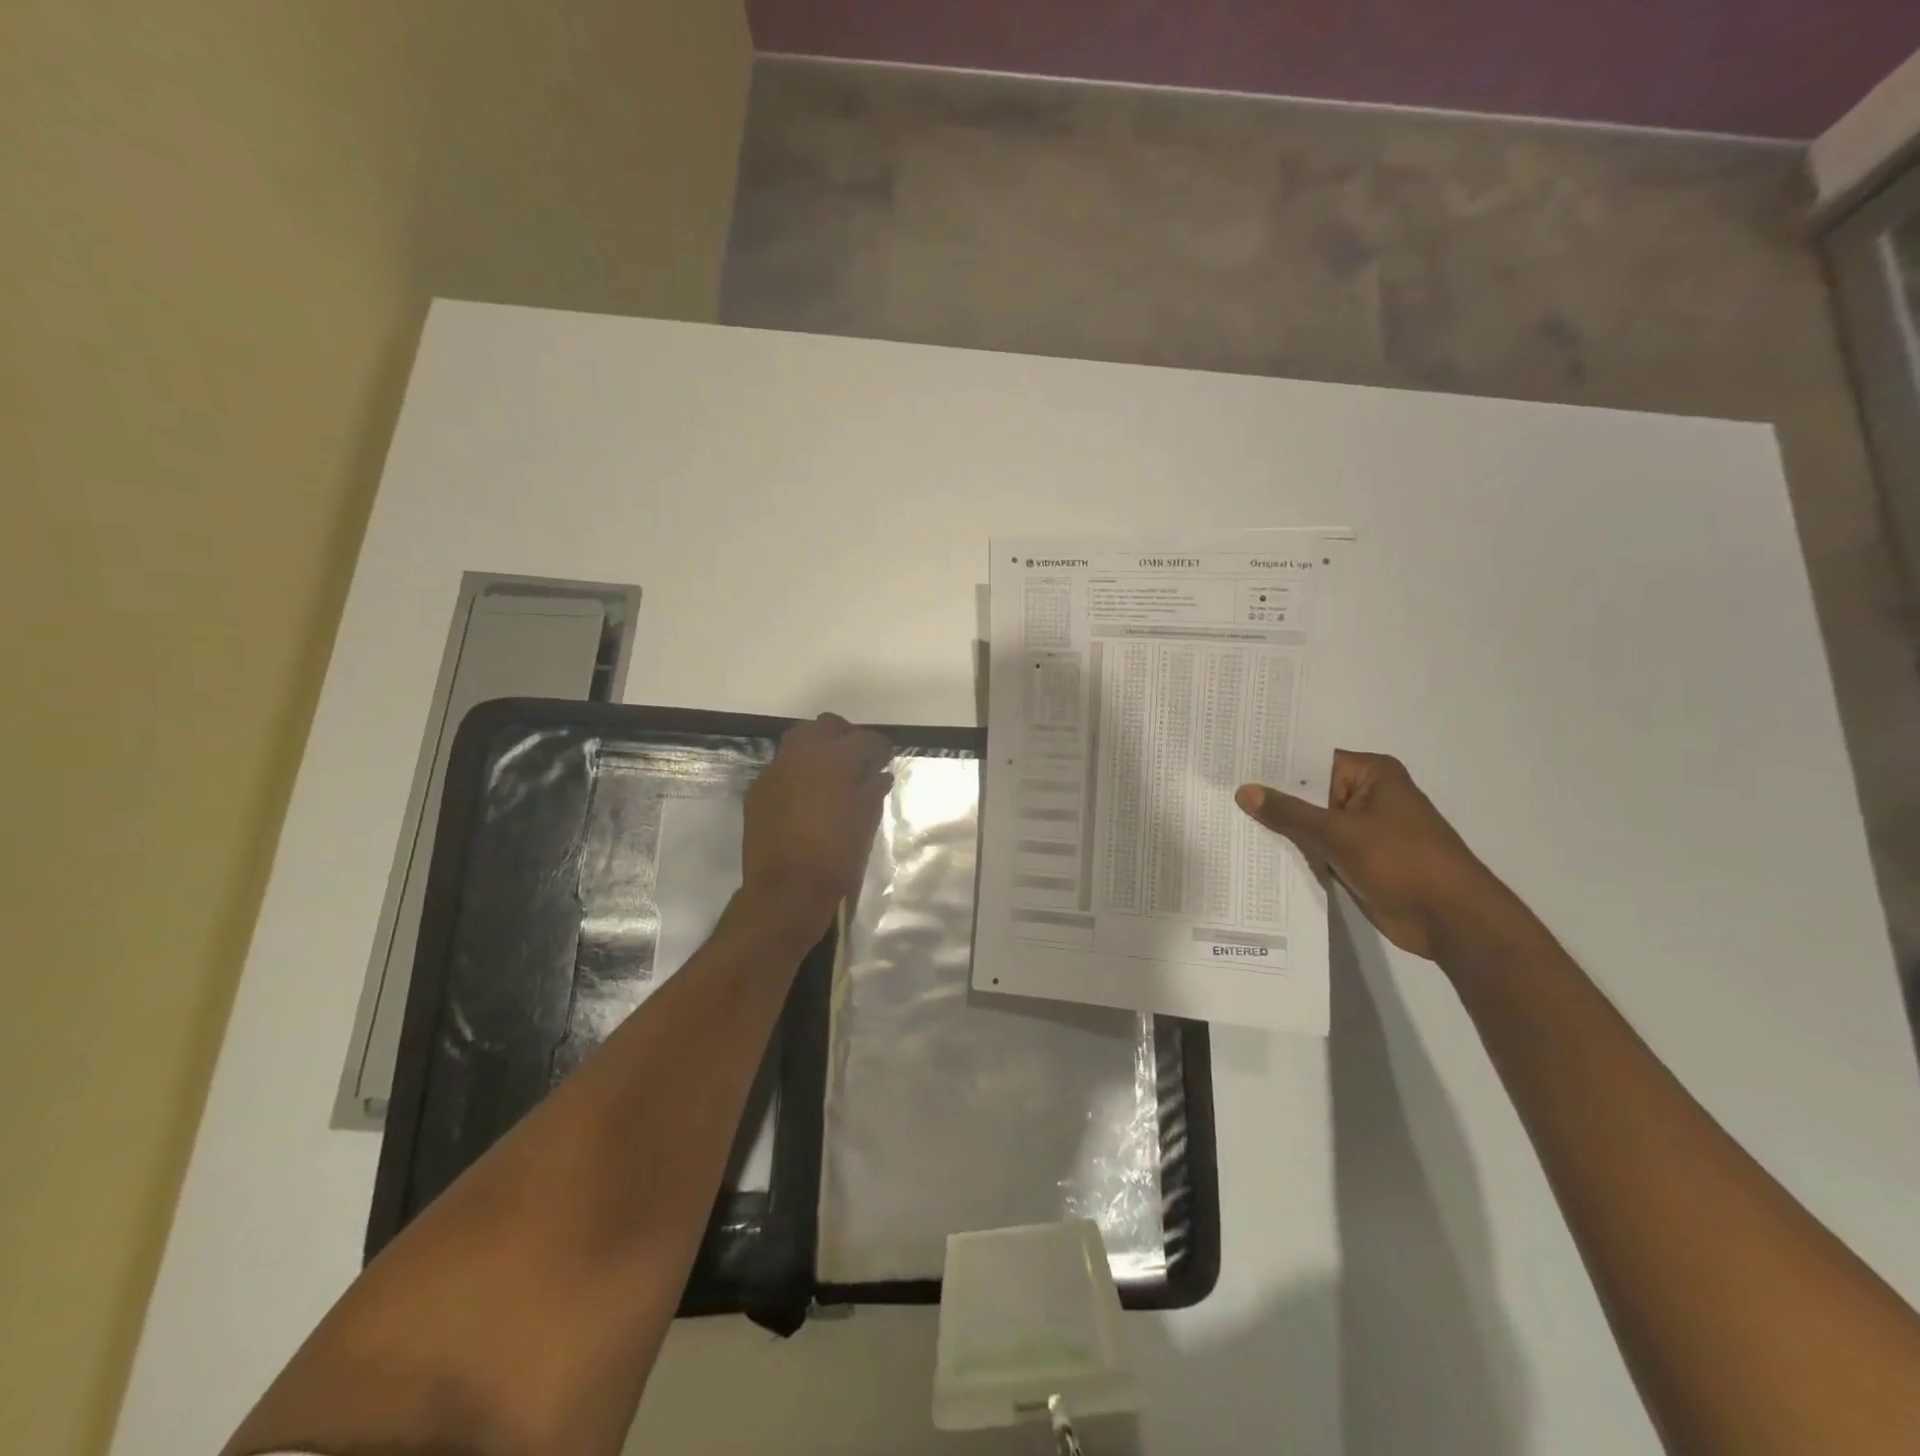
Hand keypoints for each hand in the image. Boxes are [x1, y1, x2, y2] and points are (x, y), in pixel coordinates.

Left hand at [740, 713, 893, 939]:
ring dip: (818, 749)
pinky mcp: (758, 788)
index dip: (879, 748)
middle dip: (845, 738)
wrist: (787, 889)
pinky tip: (806, 796)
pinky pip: (782, 767)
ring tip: (831, 775)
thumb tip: (879, 774)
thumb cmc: (837, 855)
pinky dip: (798, 772)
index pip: (865, 739)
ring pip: (800, 740)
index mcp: (836, 758)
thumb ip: (873, 789)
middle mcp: (803, 753)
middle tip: (857, 762)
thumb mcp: (867, 821)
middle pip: (828, 726)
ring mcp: (776, 769)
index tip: (884, 760)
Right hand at [1236, 751, 1529, 961]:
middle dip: (1269, 796)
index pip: (1311, 759)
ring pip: (1309, 822)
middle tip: (1218, 789)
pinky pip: (1316, 848)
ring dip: (1279, 827)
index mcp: (1371, 774)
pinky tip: (1252, 850)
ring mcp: (1361, 830)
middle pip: (1307, 791)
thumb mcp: (1339, 833)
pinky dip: (1293, 851)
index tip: (1231, 761)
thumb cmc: (1402, 862)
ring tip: (1224, 817)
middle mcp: (1365, 796)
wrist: (1452, 921)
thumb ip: (1289, 813)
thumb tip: (1244, 791)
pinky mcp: (1356, 859)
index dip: (1272, 762)